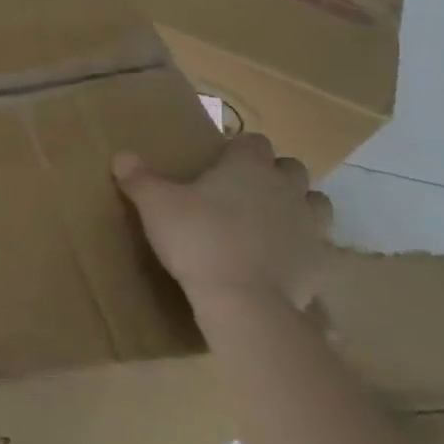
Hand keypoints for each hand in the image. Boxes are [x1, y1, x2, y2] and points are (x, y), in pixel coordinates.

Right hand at [113, 134, 331, 307]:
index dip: (238, 150)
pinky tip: (282, 261)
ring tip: (269, 222)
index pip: (253, 141)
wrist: (245, 302)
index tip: (219, 164)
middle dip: (272, 175)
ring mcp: (310, 226)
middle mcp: (286, 188)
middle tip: (242, 193)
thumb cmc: (198, 239)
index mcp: (249, 166)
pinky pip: (319, 247)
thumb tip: (122, 156)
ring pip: (315, 203)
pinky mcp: (322, 263)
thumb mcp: (155, 205)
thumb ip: (139, 178)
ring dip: (297, 207)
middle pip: (290, 168)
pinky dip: (304, 249)